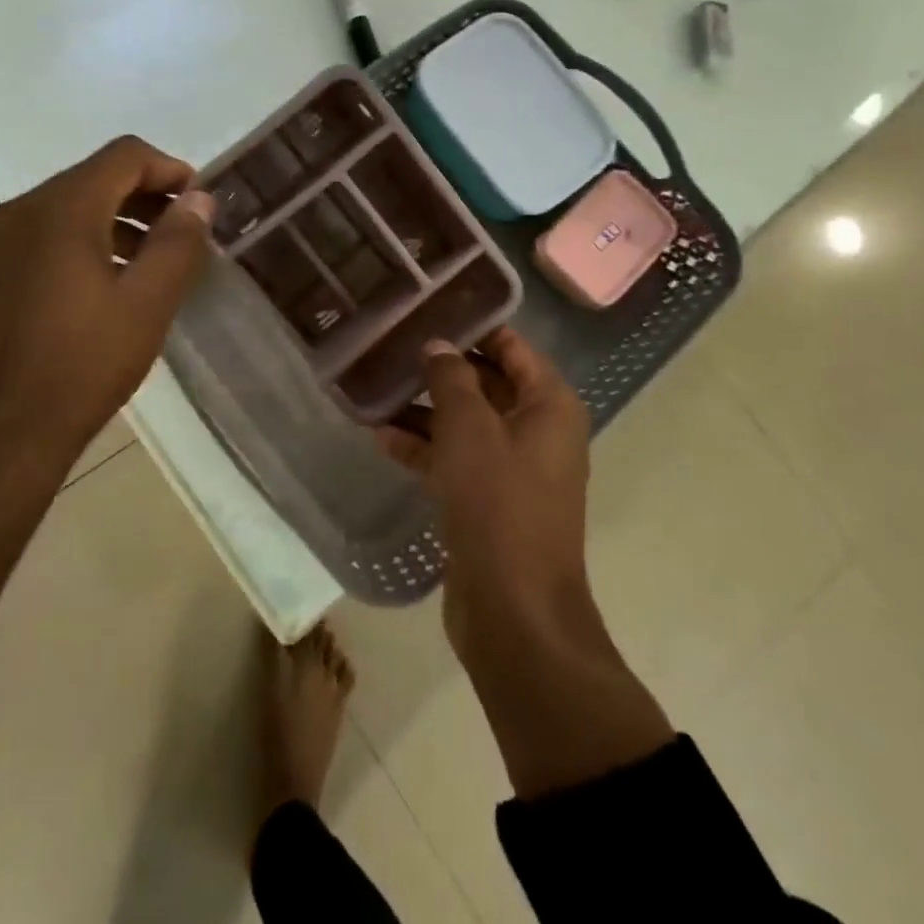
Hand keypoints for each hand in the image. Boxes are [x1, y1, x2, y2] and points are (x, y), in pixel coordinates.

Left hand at [0, 136, 216, 471]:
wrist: (2, 436)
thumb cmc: (83, 365)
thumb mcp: (148, 303)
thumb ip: (178, 241)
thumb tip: (199, 199)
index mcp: (60, 209)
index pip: (123, 156)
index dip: (168, 169)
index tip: (198, 202)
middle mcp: (18, 211)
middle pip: (92, 178)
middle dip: (143, 196)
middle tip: (181, 233)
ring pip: (64, 207)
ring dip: (113, 220)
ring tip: (148, 261)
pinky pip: (39, 235)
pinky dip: (79, 241)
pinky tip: (101, 283)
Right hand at [380, 329, 674, 798]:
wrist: (514, 612)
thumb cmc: (499, 505)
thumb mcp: (469, 429)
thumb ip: (451, 378)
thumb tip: (438, 345)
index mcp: (549, 404)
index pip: (511, 346)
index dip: (470, 326)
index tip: (425, 310)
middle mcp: (537, 430)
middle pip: (485, 382)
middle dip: (439, 368)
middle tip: (391, 347)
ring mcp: (513, 468)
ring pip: (466, 423)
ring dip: (424, 410)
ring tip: (375, 390)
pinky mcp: (489, 501)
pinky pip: (455, 459)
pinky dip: (424, 448)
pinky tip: (380, 437)